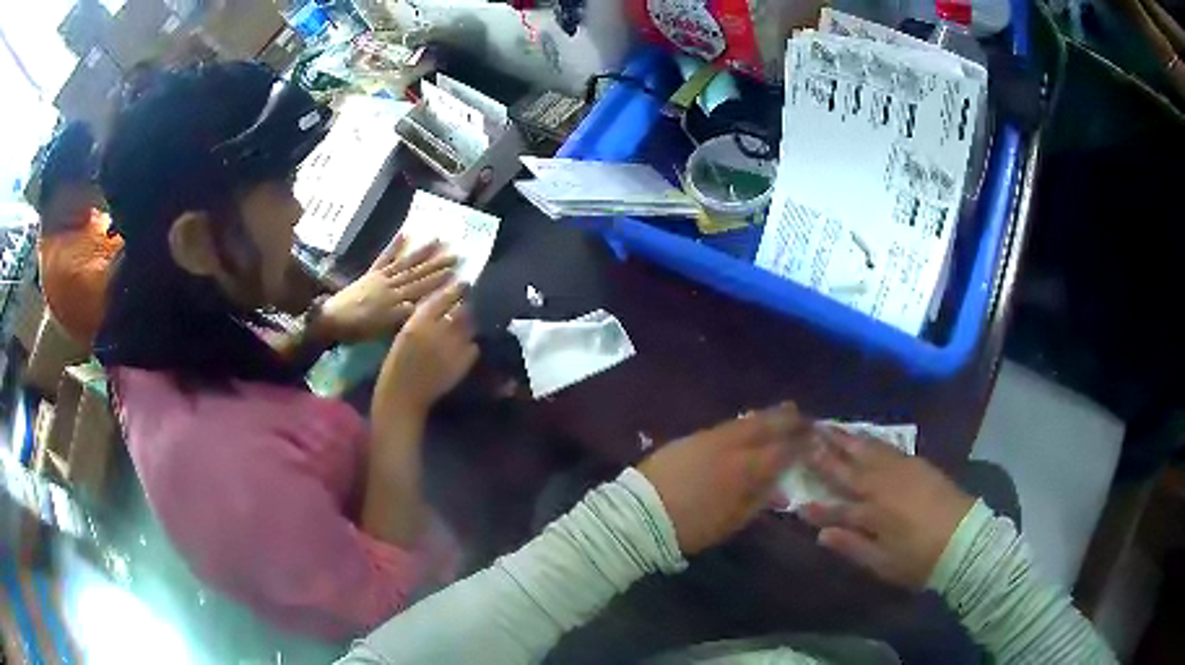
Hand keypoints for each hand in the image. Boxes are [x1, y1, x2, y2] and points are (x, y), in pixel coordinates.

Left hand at [317, 235, 455, 342]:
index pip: (423, 289)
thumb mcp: (382, 329)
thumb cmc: (358, 330)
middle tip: (456, 255)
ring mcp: (381, 277)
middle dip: (438, 265)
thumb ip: (402, 316)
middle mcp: (392, 285)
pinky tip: (405, 234)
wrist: (332, 319)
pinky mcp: (371, 273)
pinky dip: (394, 245)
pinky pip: (385, 257)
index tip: (458, 274)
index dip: (441, 282)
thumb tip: (423, 305)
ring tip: (438, 240)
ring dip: (422, 252)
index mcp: (397, 301)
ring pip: (406, 263)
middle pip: (418, 273)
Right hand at [374, 282, 479, 416]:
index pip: (443, 298)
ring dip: (469, 323)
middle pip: (461, 309)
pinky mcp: (463, 363)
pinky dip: (470, 344)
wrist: (403, 396)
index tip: (463, 282)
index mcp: (419, 322)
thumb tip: (439, 301)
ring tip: (467, 324)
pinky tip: (463, 347)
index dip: (455, 289)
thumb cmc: (397, 364)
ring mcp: (454, 347)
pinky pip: (473, 346)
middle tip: (467, 302)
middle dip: (465, 304)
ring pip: (469, 326)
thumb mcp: (404, 333)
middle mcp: (438, 331)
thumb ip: (421, 317)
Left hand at [637, 403, 812, 554]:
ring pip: (745, 421)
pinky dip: (744, 423)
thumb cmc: (690, 527)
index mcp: (744, 469)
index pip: (782, 451)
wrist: (640, 514)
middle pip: (765, 425)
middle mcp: (730, 446)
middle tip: (805, 416)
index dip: (802, 444)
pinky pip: (726, 425)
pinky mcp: (690, 437)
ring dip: (767, 416)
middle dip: (788, 419)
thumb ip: (758, 502)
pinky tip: (749, 425)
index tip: (817, 439)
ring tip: (783, 412)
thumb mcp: (731, 522)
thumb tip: (780, 490)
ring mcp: (709, 438)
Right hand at [797, 430, 975, 588]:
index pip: (834, 508)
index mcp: (871, 514)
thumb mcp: (883, 563)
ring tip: (828, 426)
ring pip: (867, 451)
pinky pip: (887, 447)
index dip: (814, 506)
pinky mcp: (916, 463)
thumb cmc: (920, 559)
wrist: (964, 539)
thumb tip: (821, 534)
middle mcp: (882, 486)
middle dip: (825, 454)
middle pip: (848, 468)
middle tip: (805, 436)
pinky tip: (864, 435)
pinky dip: (871, 439)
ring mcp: (900, 470)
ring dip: (846, 439)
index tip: (796, 499)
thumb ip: (851, 547)